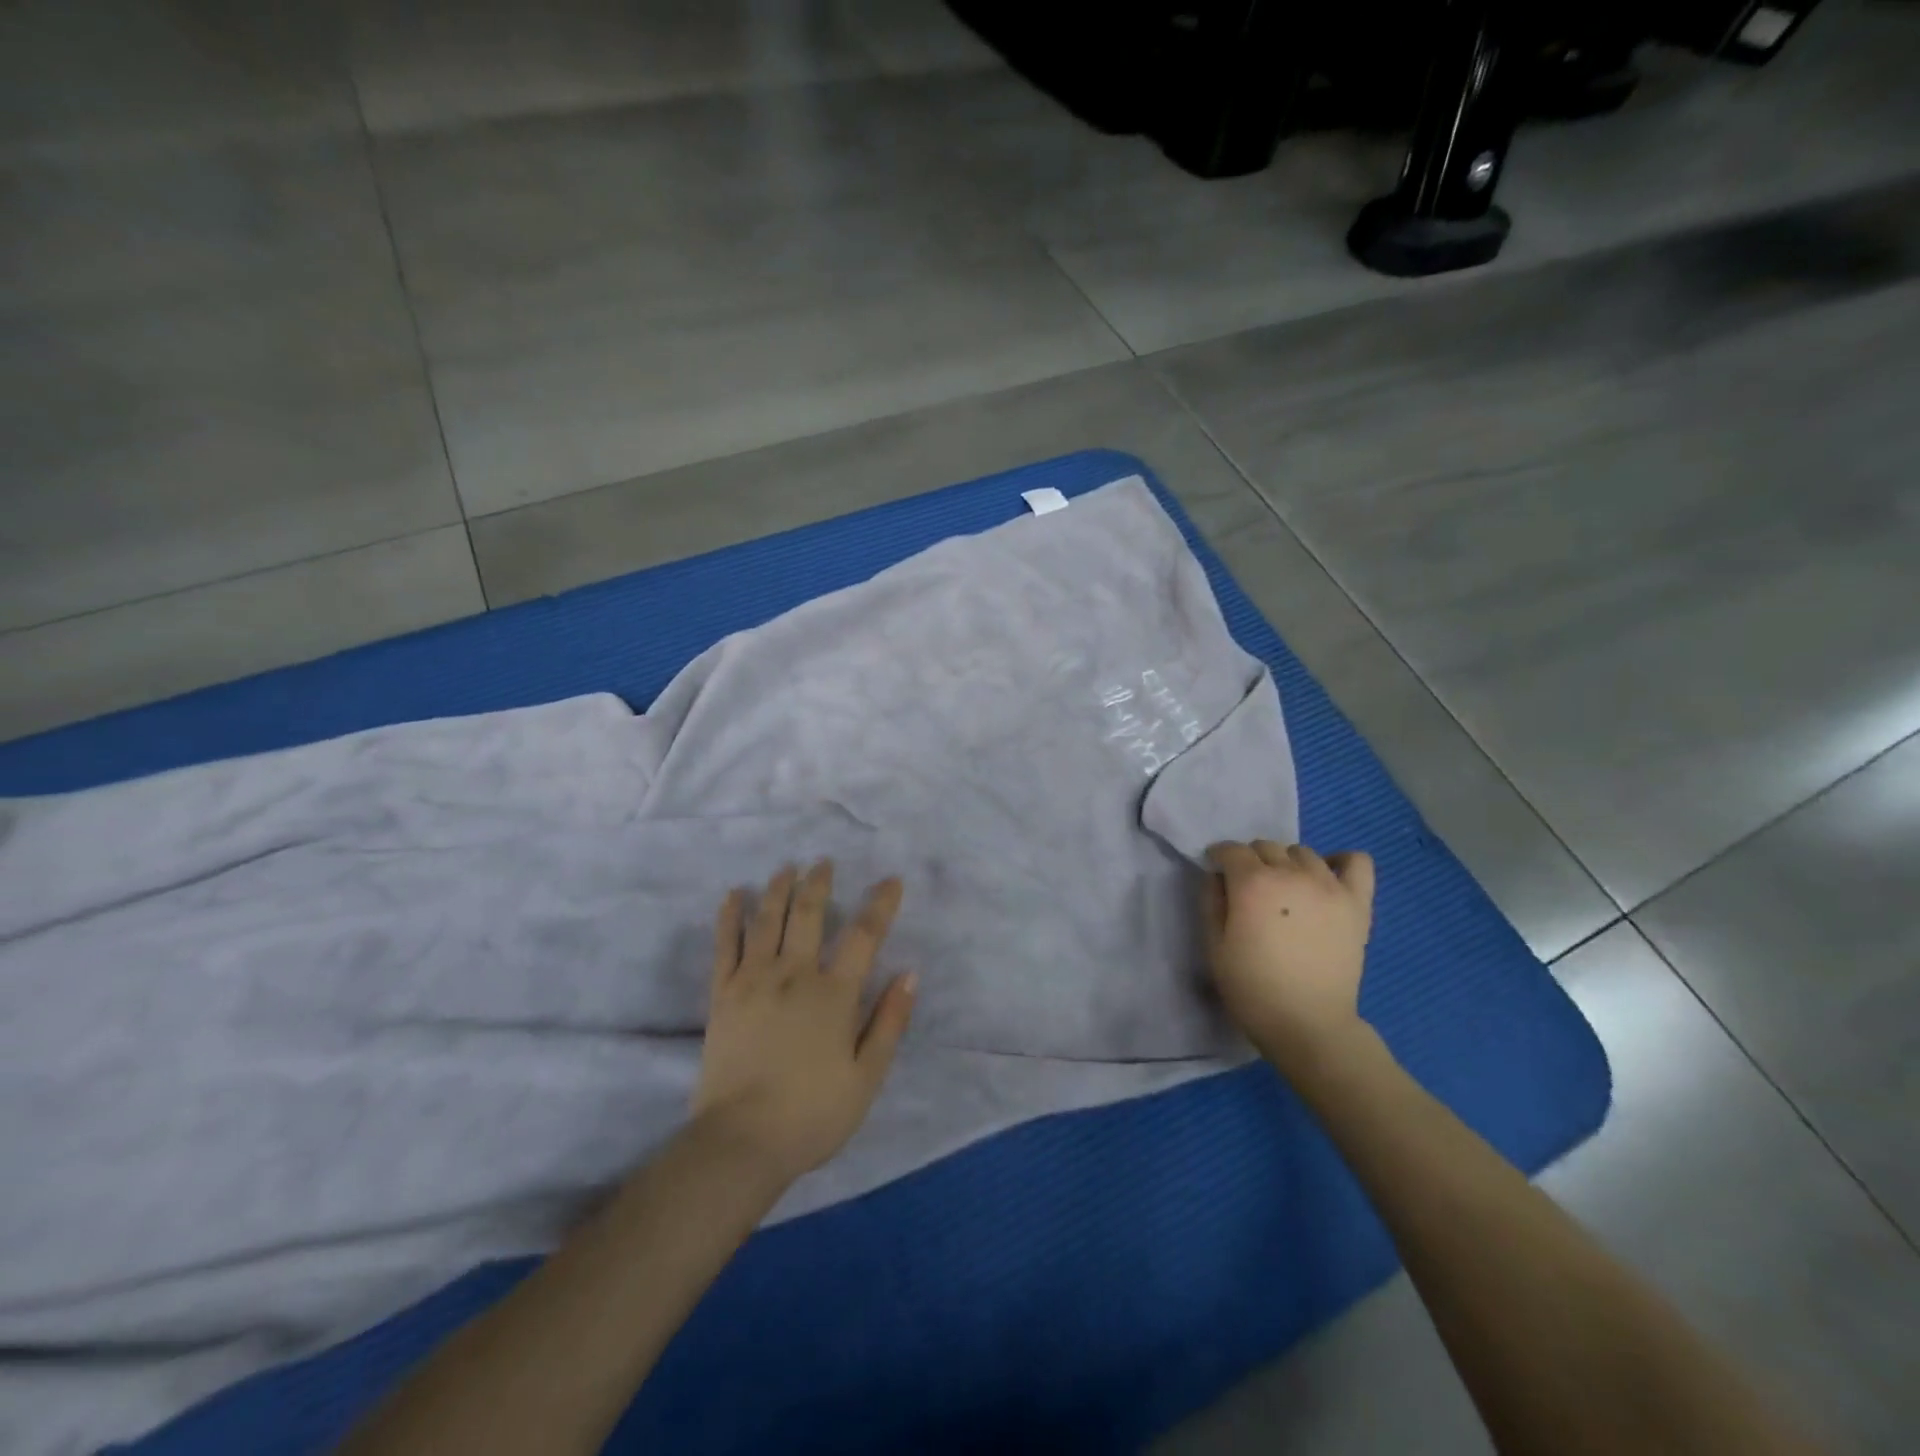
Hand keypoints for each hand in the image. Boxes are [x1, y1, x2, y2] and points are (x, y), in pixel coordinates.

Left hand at [692, 861, 915, 1185]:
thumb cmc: (812, 1114)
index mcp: (833, 994)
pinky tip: (734, 895)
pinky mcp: (722, 995)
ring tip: (787, 868)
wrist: (740, 1142)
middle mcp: (793, 975)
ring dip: (778, 889)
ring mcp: (753, 981)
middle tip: (823, 861)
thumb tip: (910, 973)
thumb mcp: (867, 1077)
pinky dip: (730, 916)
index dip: (880, 904)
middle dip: (819, 883)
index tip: (891, 881)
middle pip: (808, 914)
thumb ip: (890, 1022)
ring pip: (767, 920)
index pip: (863, 935)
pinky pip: (725, 945)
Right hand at [1202, 840, 1375, 1077]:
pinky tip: (1327, 880)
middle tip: (1249, 890)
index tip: (1217, 874)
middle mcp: (1291, 874)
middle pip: (1266, 846)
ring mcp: (1329, 886)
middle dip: (1251, 861)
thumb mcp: (1213, 945)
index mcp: (1253, 883)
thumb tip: (1218, 876)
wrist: (1308, 1024)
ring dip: (1288, 863)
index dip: (1219, 858)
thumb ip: (1211, 901)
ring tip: (1286, 891)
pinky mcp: (1357, 903)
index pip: (1231, 850)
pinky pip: (1357, 862)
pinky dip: (1341, 862)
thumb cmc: (1252, 988)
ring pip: (1302, 852)